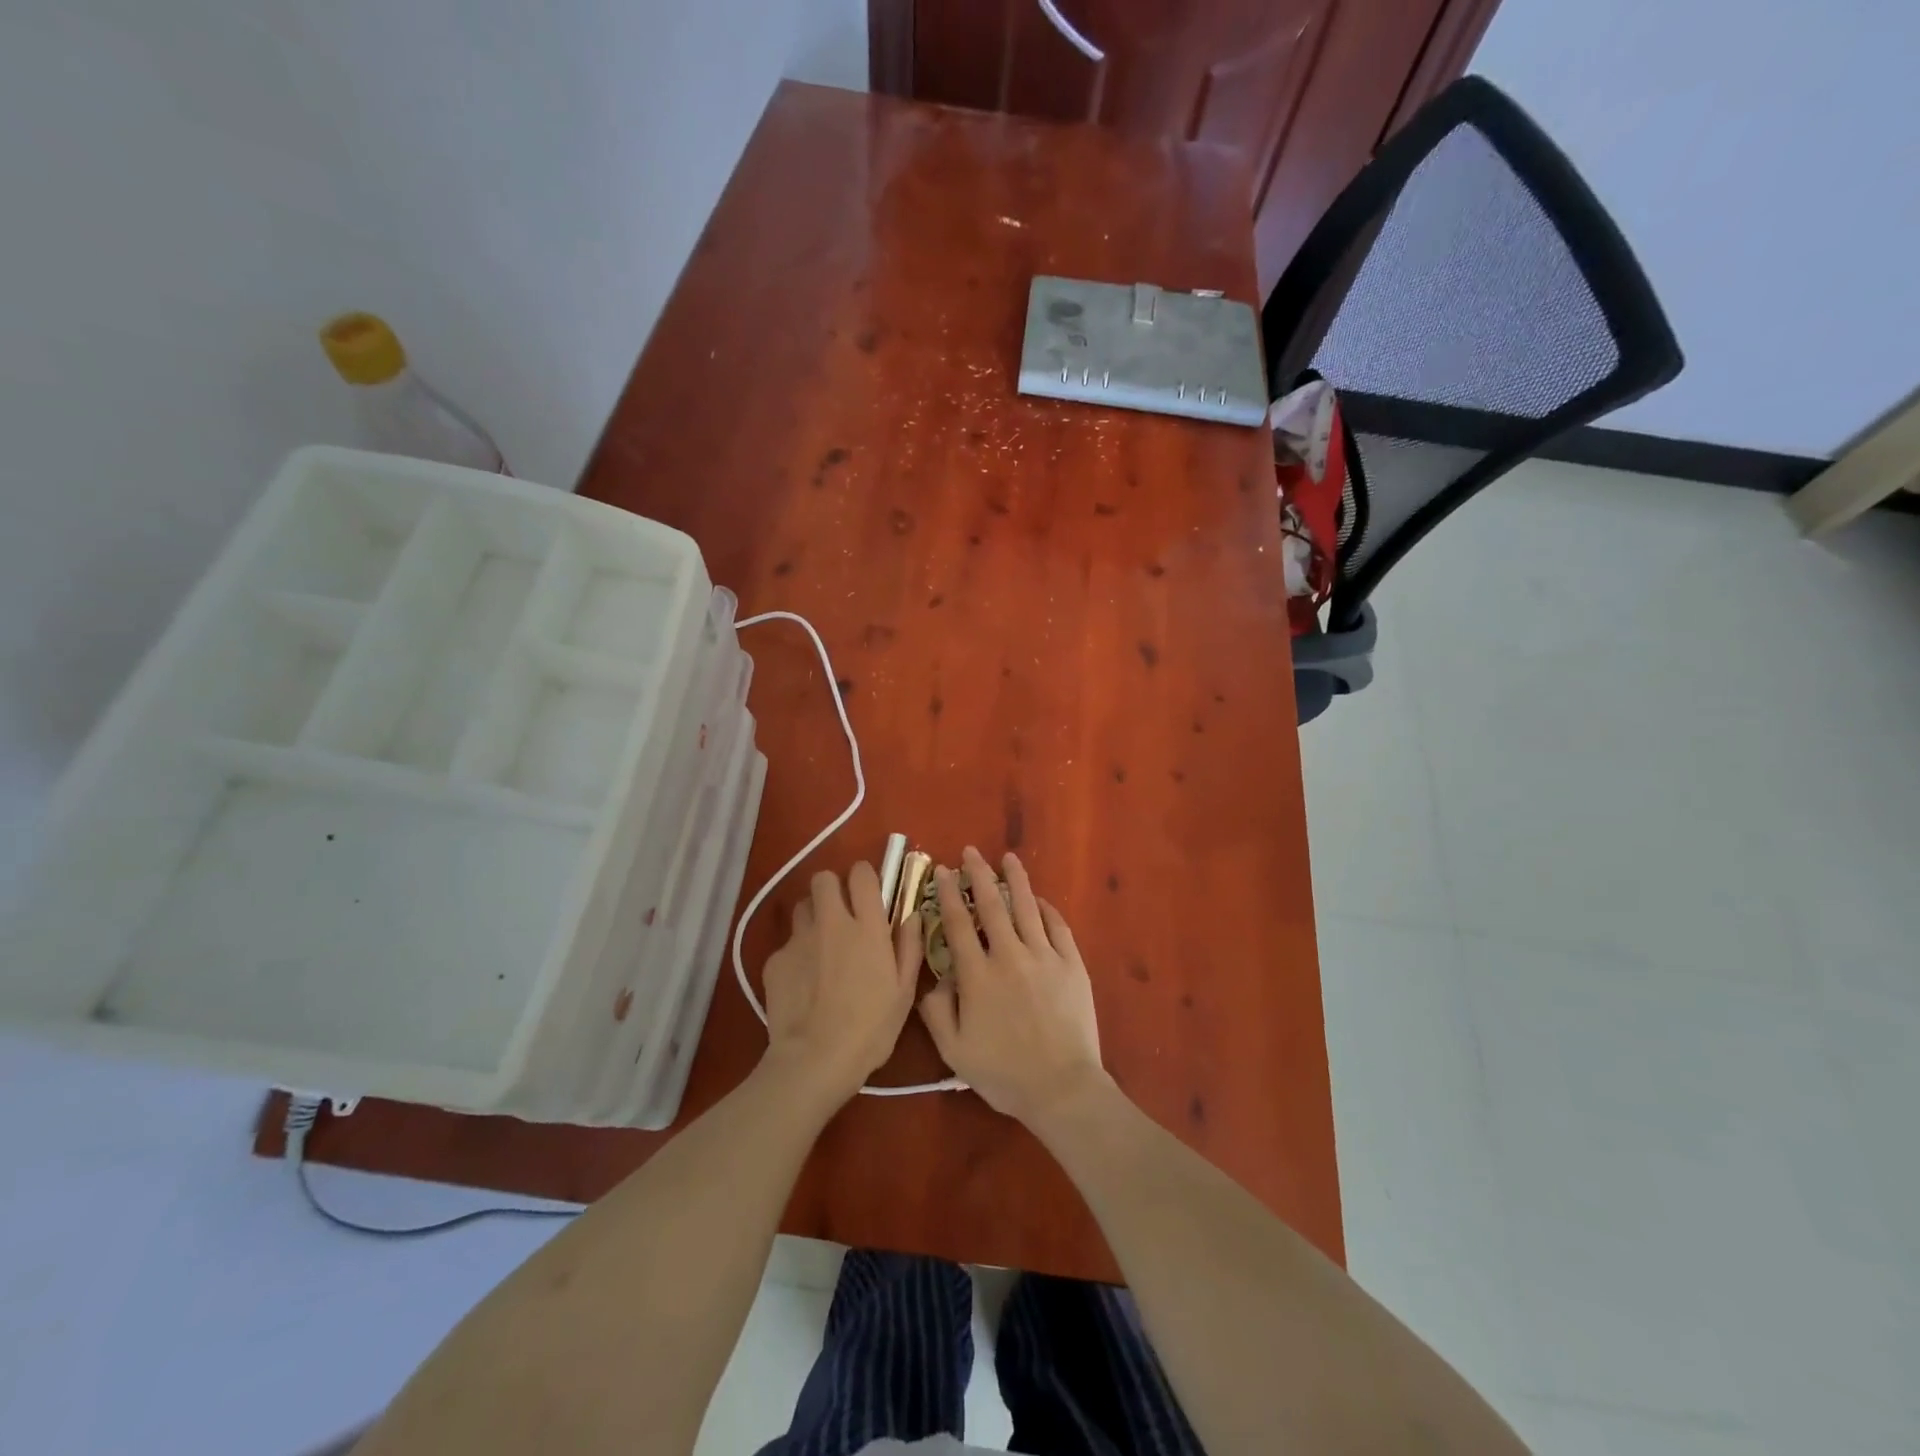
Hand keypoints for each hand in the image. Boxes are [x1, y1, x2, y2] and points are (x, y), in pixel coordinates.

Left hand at [761, 862, 920, 1104]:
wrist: (815, 1060)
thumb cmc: (870, 1029)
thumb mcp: (904, 991)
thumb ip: (909, 946)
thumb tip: (912, 915)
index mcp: (867, 927)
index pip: (861, 873)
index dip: (864, 877)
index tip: (868, 893)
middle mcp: (831, 923)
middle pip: (823, 878)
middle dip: (832, 889)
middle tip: (841, 914)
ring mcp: (799, 939)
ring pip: (802, 907)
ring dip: (813, 917)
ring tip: (820, 945)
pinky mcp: (775, 960)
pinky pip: (787, 943)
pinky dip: (796, 954)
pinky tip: (803, 982)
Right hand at [917, 847, 1107, 1126]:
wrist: (1062, 1087)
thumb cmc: (1004, 1073)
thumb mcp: (954, 1051)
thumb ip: (936, 1012)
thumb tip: (934, 980)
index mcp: (977, 975)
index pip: (958, 924)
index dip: (949, 894)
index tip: (944, 872)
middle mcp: (1009, 956)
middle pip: (992, 906)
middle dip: (979, 874)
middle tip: (971, 852)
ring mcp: (1044, 957)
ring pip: (1027, 908)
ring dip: (1016, 880)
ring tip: (1008, 859)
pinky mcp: (1072, 965)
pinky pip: (1058, 927)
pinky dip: (1047, 909)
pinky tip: (1040, 900)